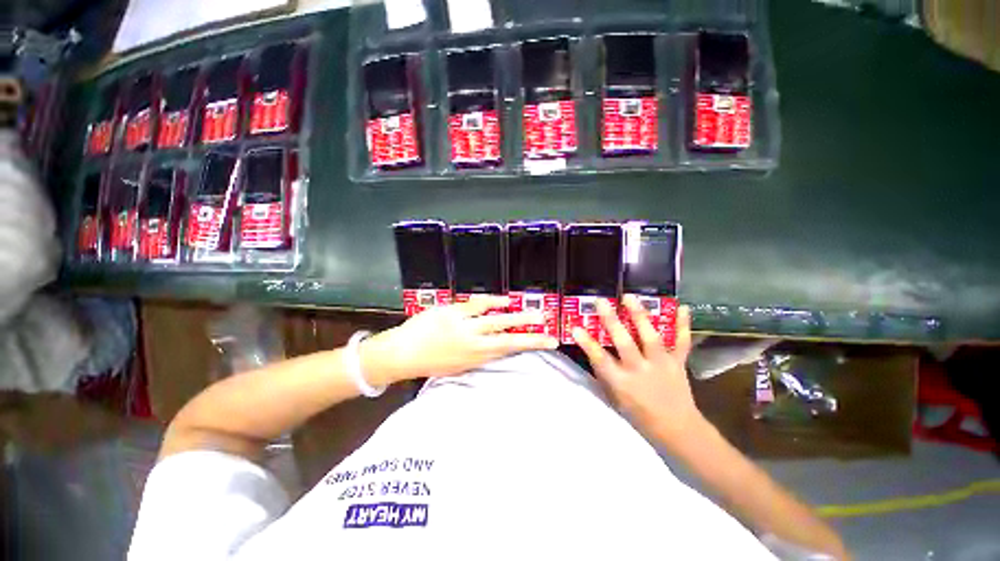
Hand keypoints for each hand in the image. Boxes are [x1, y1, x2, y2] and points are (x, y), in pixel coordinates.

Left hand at [362, 296, 558, 384]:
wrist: (402, 353)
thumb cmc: (431, 362)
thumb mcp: (459, 366)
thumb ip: (479, 355)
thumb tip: (498, 345)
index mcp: (476, 357)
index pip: (509, 349)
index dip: (530, 345)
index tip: (548, 342)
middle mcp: (474, 343)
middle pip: (509, 337)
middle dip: (531, 332)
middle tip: (549, 327)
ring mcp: (465, 326)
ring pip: (498, 320)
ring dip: (518, 316)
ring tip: (534, 314)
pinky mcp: (455, 311)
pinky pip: (478, 304)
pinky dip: (494, 301)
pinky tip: (506, 300)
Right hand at [572, 295, 700, 450]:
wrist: (677, 429)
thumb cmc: (640, 415)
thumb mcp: (615, 398)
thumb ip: (604, 374)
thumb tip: (593, 351)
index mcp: (621, 382)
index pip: (600, 359)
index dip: (587, 343)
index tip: (575, 328)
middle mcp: (639, 370)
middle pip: (624, 343)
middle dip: (611, 321)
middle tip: (602, 302)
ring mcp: (661, 365)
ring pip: (650, 337)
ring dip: (639, 315)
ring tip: (630, 297)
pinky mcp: (678, 363)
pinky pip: (681, 342)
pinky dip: (683, 325)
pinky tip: (683, 307)